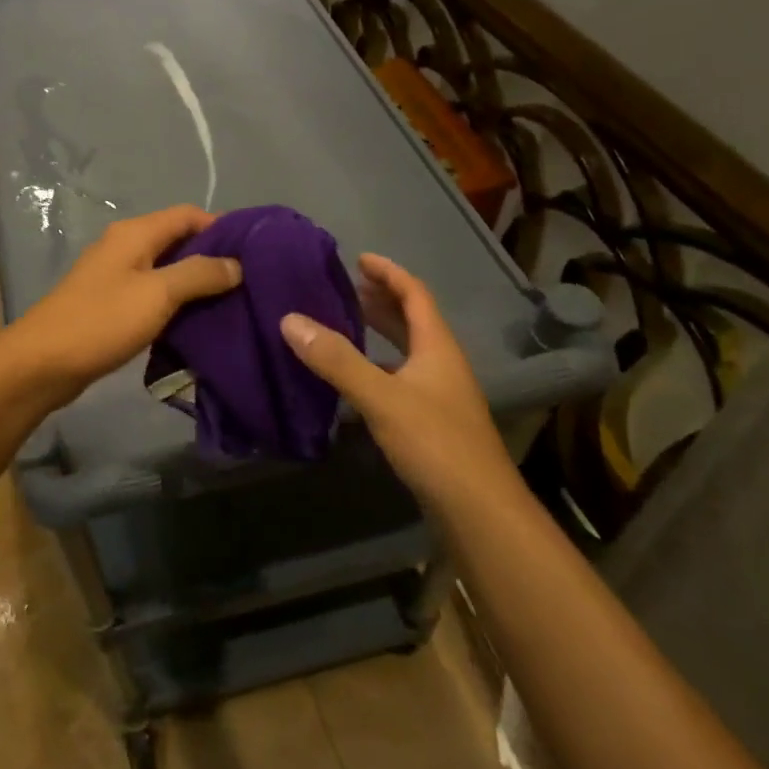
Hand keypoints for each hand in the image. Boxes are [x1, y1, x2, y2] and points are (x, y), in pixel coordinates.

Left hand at [3, 205, 242, 406]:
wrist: (43, 363)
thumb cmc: (102, 321)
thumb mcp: (158, 294)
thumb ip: (199, 274)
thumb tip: (237, 264)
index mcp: (135, 233)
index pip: (188, 214)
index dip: (222, 227)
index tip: (254, 252)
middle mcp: (125, 246)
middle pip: (177, 240)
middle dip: (212, 257)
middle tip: (248, 282)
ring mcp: (115, 275)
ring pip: (165, 270)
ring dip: (194, 283)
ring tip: (230, 303)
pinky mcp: (110, 304)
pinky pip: (152, 294)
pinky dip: (175, 302)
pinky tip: (196, 322)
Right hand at [281, 253, 515, 503]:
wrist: (478, 510)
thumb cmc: (435, 443)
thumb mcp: (381, 397)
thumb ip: (336, 360)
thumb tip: (290, 319)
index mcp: (437, 347)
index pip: (414, 294)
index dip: (389, 272)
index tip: (359, 258)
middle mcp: (441, 364)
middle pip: (413, 320)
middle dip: (381, 300)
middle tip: (346, 288)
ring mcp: (439, 395)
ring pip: (407, 351)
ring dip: (380, 333)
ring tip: (344, 324)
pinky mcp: (431, 422)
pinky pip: (400, 378)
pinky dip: (377, 367)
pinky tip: (353, 379)